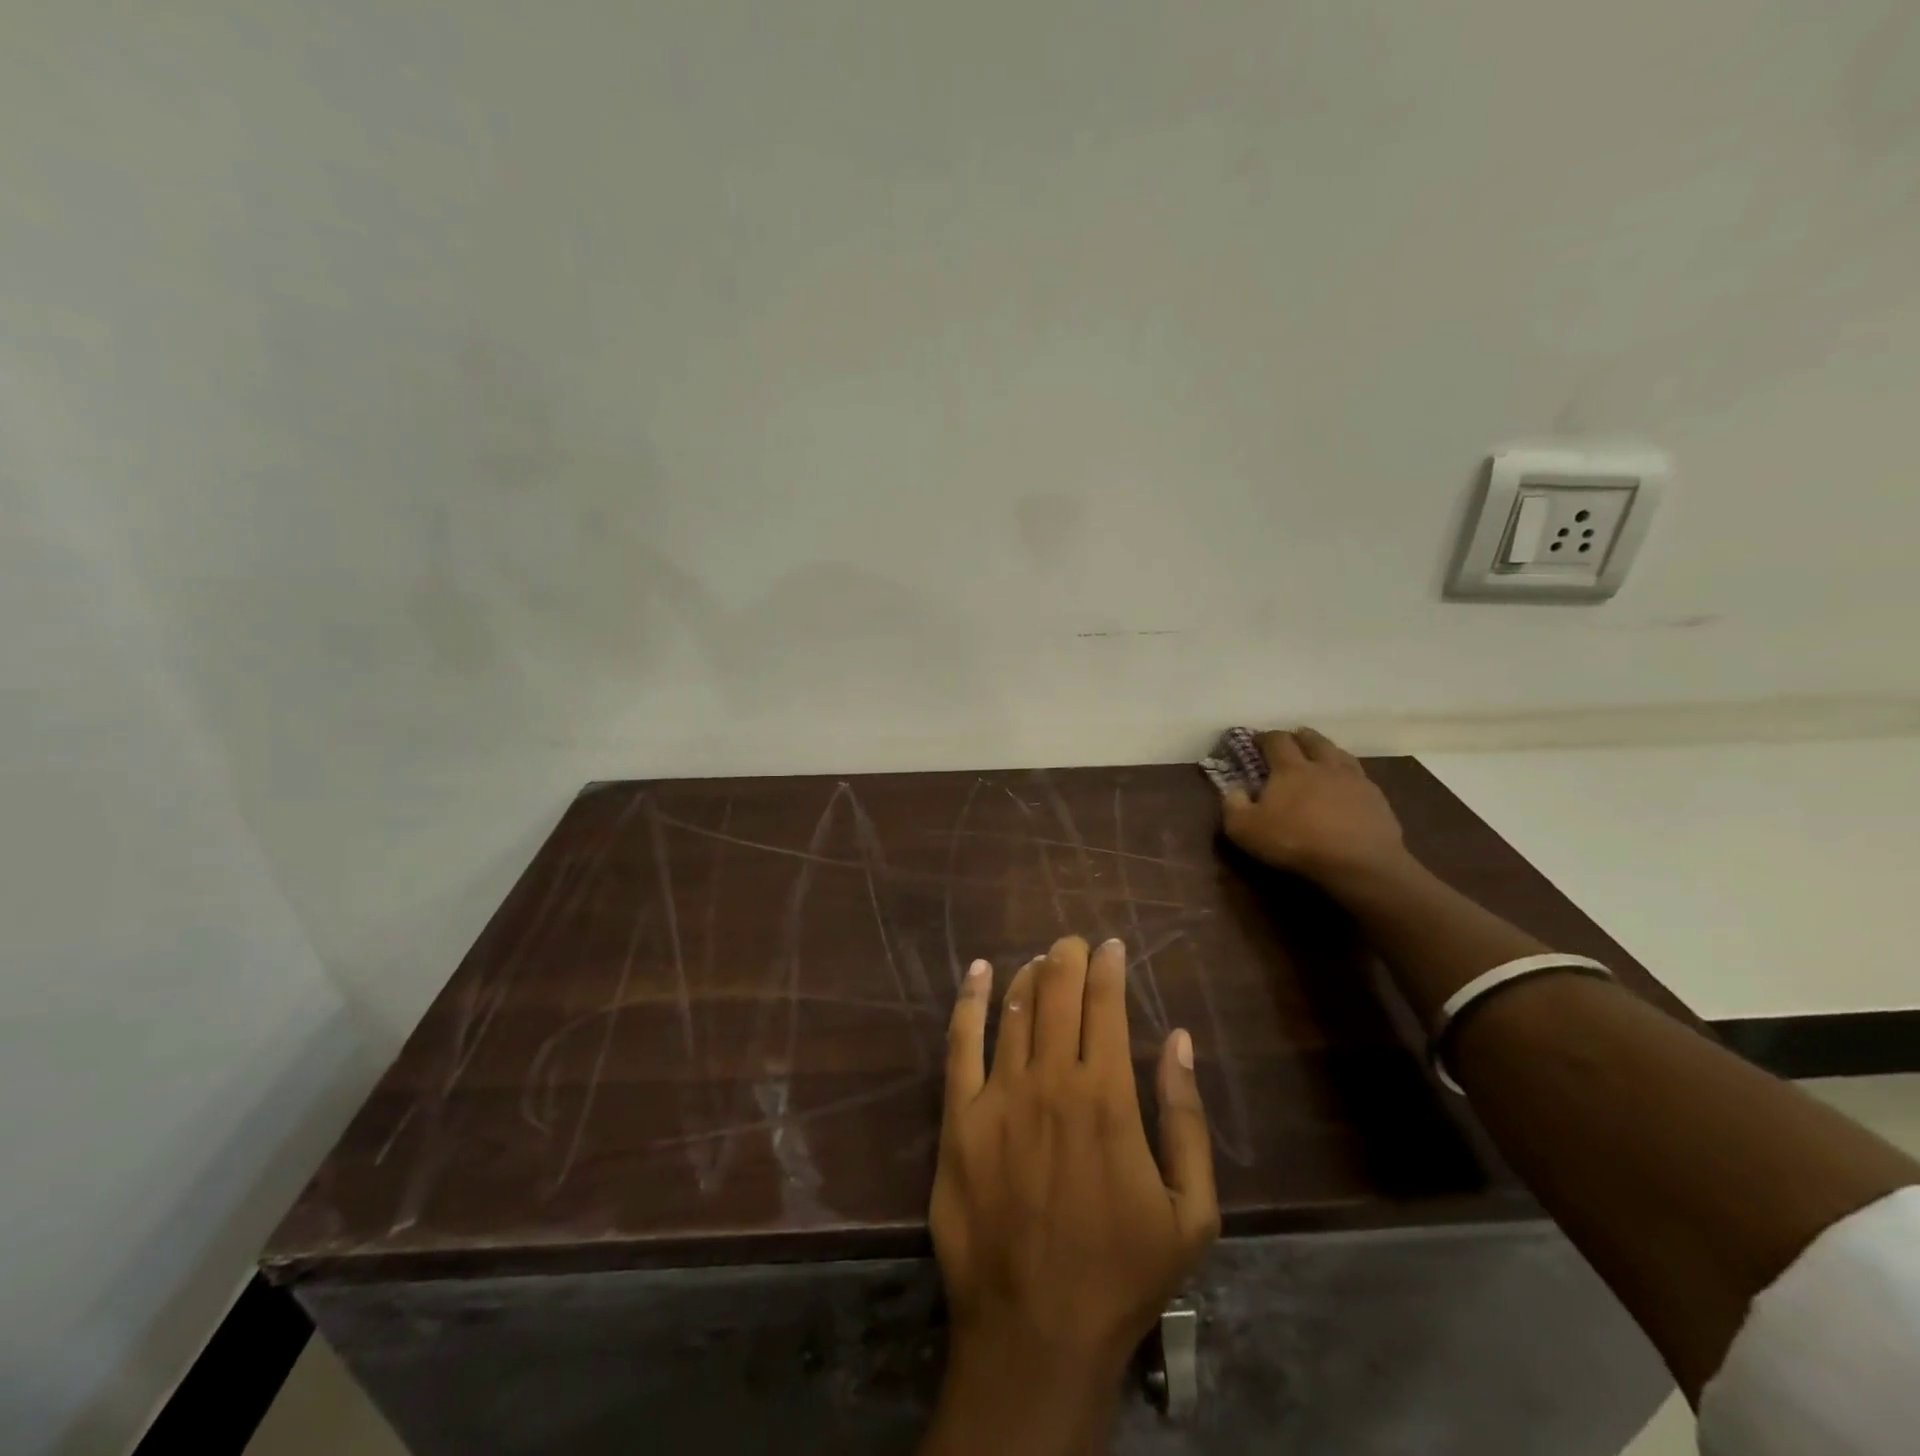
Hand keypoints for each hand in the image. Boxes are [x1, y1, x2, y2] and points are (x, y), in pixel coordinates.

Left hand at [922, 936, 1217, 1454]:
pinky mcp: (959, 1119)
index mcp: (1106, 1098)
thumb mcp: (1190, 1210)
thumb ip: (1186, 1118)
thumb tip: (1178, 1039)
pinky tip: (980, 972)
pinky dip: (970, 1000)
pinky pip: (960, 1044)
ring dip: (1029, 976)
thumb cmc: (1122, 1274)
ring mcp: (998, 1097)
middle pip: (1057, 996)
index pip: (1105, 1007)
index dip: (1108, 968)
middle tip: (1073, 942)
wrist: (1036, 1332)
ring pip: (1014, 1012)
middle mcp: (1050, 1082)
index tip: (1111, 945)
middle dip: (1068, 958)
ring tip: (1040, 960)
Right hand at [1220, 728, 1406, 886]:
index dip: (1265, 737)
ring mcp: (1355, 780)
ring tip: (1322, 756)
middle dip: (1300, 737)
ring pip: (1340, 754)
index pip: (1276, 740)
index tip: (1257, 740)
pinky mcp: (1377, 798)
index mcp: (1291, 768)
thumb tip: (1234, 789)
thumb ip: (1233, 805)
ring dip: (1327, 751)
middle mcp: (1324, 765)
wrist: (1359, 863)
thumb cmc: (1296, 842)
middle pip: (1312, 740)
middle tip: (1293, 740)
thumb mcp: (1245, 830)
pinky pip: (1360, 777)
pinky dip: (1349, 775)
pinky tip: (1347, 786)